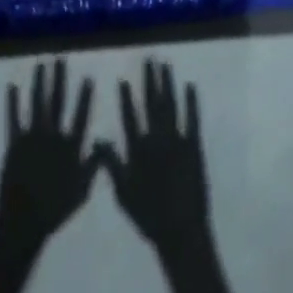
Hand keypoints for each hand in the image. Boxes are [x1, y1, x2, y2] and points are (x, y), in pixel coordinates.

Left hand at [0, 60, 97, 249]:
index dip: (84, 96)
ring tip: (41, 64)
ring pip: (37, 103)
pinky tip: (12, 86)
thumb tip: (104, 143)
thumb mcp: (81, 191)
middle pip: (58, 101)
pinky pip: (13, 118)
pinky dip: (12, 102)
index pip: (80, 116)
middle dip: (59, 79)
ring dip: (39, 82)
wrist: (24, 221)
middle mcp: (52, 136)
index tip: (87, 77)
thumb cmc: (55, 210)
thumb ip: (93, 166)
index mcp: (70, 147)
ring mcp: (32, 137)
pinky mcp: (14, 143)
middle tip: (60, 59)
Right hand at [95, 61, 210, 257]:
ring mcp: (177, 141)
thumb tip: (98, 140)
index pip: (130, 117)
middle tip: (149, 59)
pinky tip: (190, 86)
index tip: (124, 79)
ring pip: (170, 105)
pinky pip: (192, 119)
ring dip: (167, 83)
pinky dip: (191, 102)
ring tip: (165, 65)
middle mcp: (156, 139)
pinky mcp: (194, 147)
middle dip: (150, 80)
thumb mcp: (123, 194)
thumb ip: (112, 164)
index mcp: (138, 150)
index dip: (126, 98)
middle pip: (152, 103)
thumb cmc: (149, 217)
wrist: (181, 233)